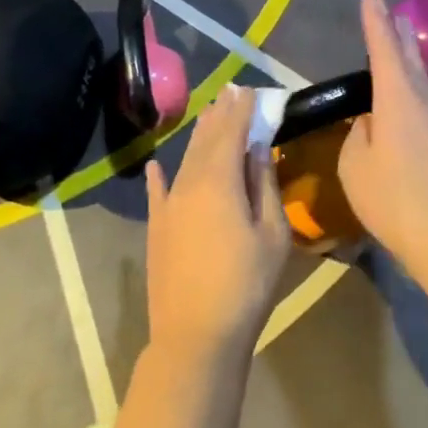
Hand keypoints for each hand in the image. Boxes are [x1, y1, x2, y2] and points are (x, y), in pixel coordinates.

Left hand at [144, 85, 290, 362]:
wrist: (195, 337)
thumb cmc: (246, 285)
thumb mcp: (272, 235)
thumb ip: (264, 185)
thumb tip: (258, 149)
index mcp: (220, 180)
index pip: (231, 132)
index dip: (241, 110)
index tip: (248, 90)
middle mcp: (189, 182)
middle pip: (206, 140)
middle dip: (219, 115)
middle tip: (229, 92)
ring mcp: (169, 205)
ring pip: (185, 160)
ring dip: (198, 137)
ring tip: (208, 116)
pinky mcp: (157, 228)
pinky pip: (158, 192)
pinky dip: (159, 176)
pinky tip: (155, 165)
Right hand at [339, 0, 427, 274]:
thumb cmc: (394, 200)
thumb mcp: (356, 167)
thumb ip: (360, 136)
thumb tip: (371, 122)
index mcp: (397, 100)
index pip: (383, 51)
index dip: (375, 24)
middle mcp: (426, 101)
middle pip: (412, 58)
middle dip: (398, 33)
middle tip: (392, 9)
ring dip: (421, 54)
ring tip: (417, 37)